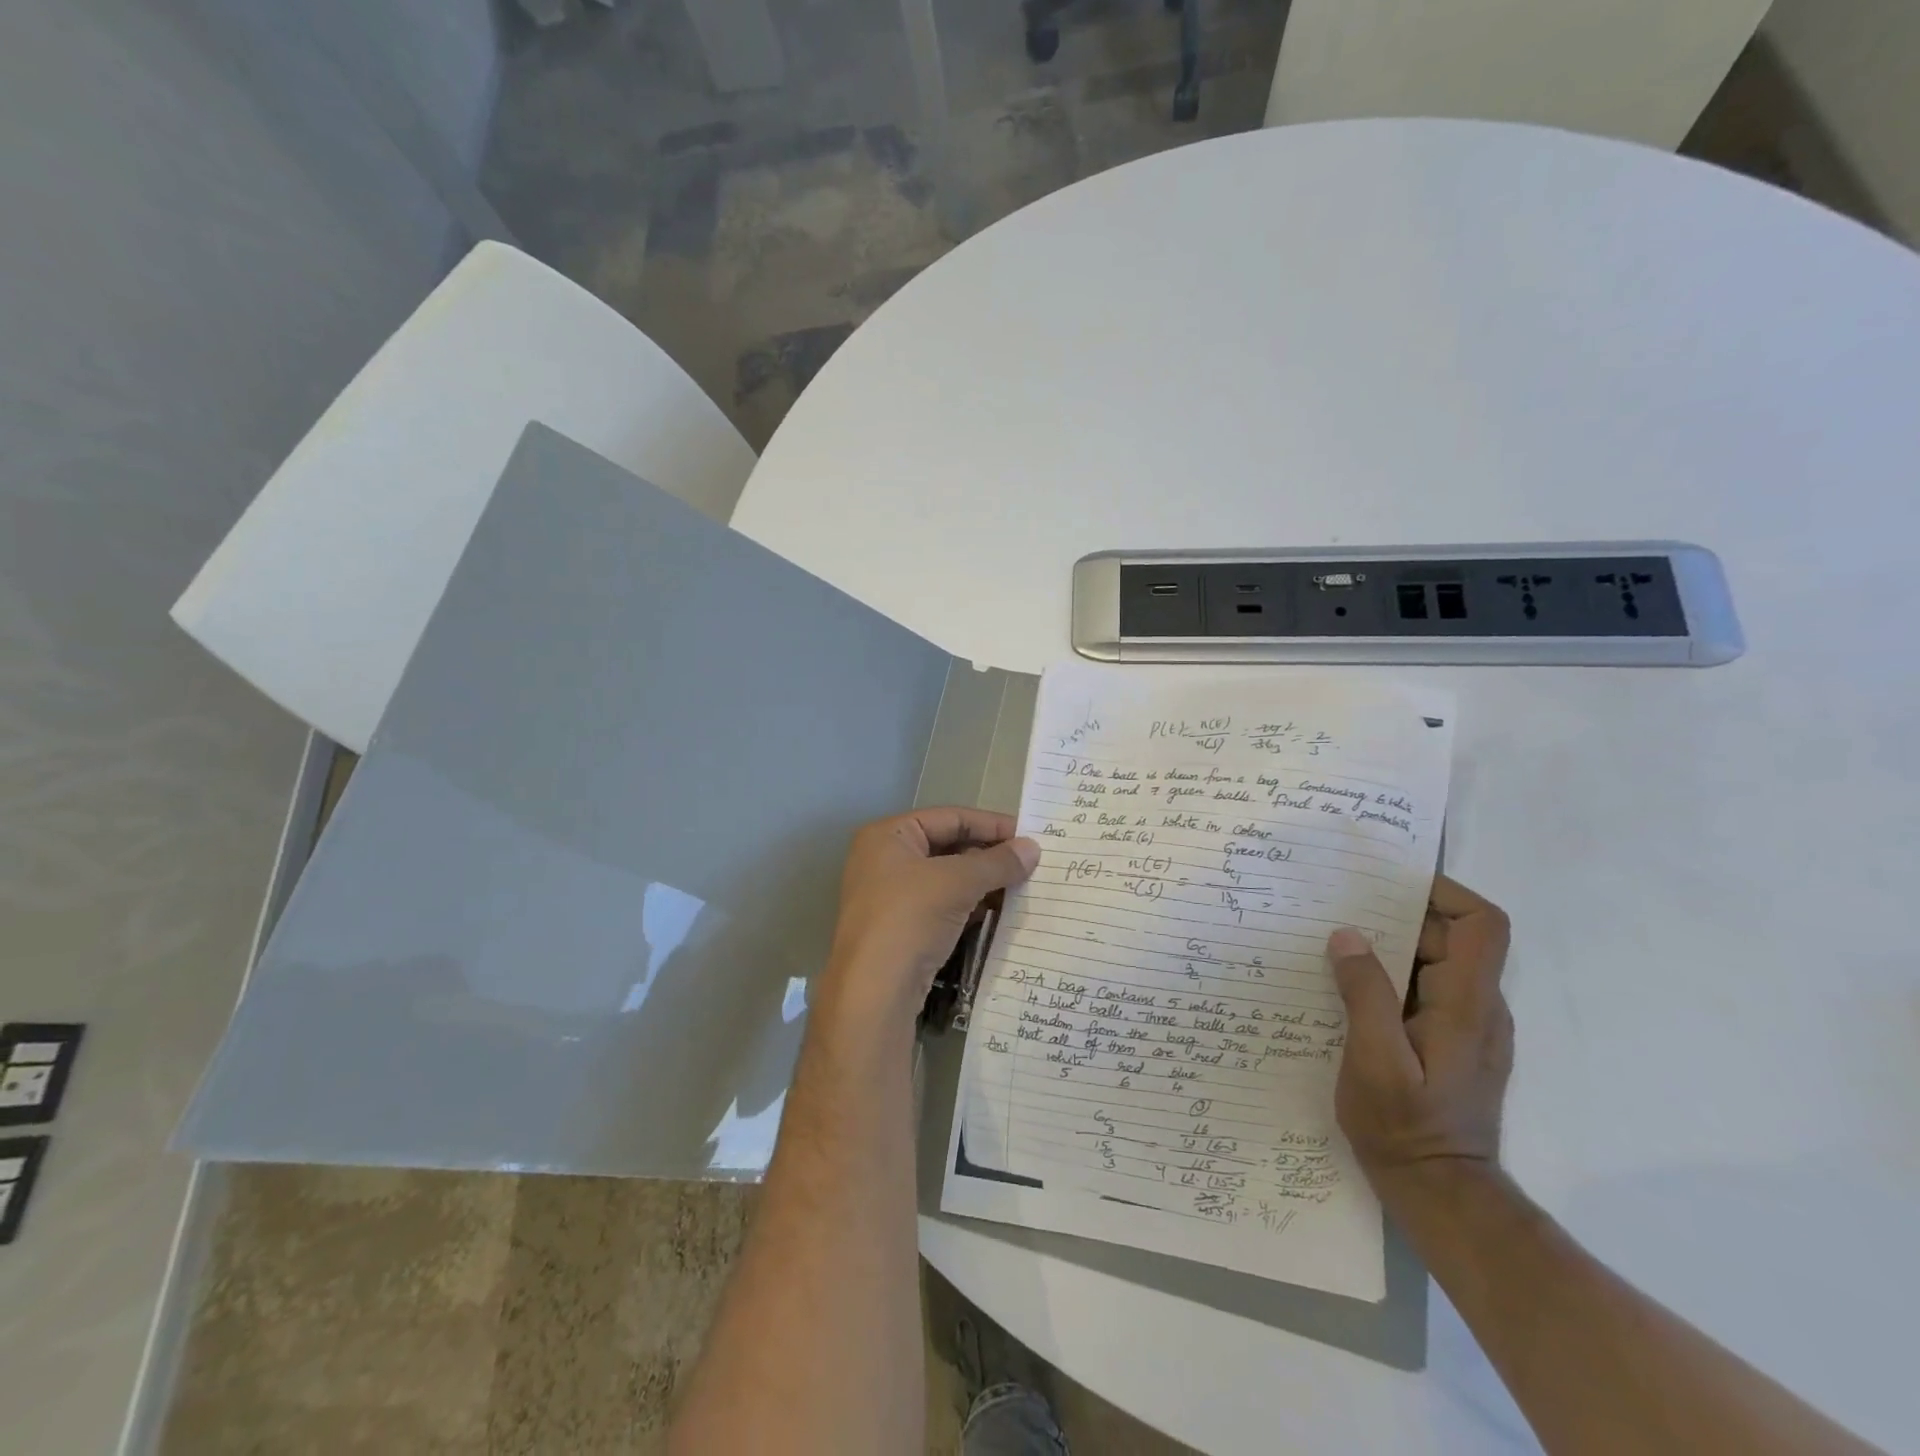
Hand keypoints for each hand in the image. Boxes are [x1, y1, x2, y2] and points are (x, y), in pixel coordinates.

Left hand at [818, 808, 1038, 1027]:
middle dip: (989, 856)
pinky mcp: (901, 930)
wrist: (874, 992)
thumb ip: (997, 862)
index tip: (1029, 836)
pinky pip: (943, 907)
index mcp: (889, 835)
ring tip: (1023, 888)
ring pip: (947, 880)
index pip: (950, 817)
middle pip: (948, 847)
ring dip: (983, 883)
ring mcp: (891, 897)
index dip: (991, 824)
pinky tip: (999, 913)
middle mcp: (885, 860)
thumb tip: (1033, 849)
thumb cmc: (910, 918)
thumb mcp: (958, 882)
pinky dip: (970, 907)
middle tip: (1030, 864)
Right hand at [1326, 875, 1512, 1199]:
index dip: (1445, 891)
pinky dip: (1391, 975)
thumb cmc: (1406, 1127)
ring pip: (1435, 963)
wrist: (1442, 1194)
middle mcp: (1478, 1008)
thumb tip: (1347, 934)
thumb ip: (1365, 993)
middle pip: (1451, 938)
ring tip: (1333, 943)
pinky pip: (1425, 989)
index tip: (1391, 881)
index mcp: (1467, 1004)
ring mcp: (1468, 1028)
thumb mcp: (1373, 1059)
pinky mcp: (1451, 1044)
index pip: (1483, 924)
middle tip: (1339, 908)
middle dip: (1398, 916)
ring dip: (1389, 947)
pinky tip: (1347, 986)